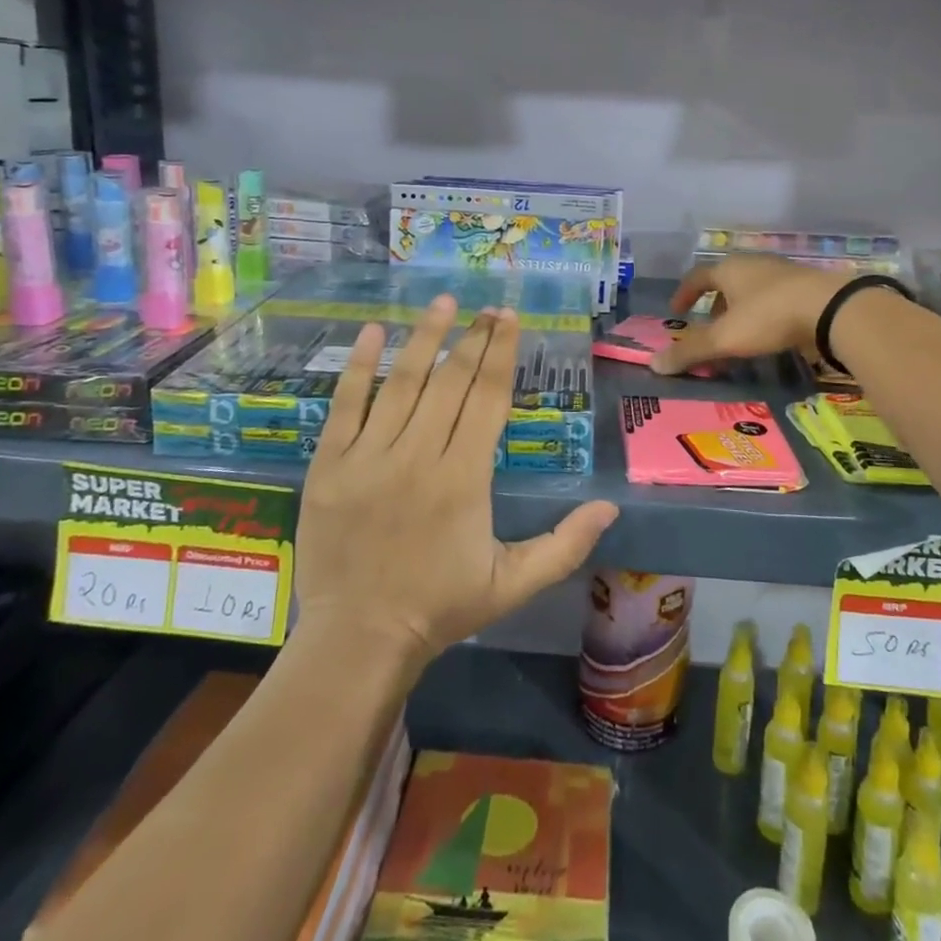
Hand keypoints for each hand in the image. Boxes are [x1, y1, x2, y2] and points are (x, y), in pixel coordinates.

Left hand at [294, 295, 618, 667]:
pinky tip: (373, 331)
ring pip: (402, 382)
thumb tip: (611, 507)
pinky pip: (345, 405)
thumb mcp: (513, 583)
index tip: (509, 319)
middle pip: (451, 381)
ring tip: (444, 302)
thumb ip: (565, 544)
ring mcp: (369, 457)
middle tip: (488, 307)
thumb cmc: (440, 607)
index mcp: (464, 478)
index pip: (487, 398)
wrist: (358, 639)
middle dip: (473, 338)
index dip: (501, 353)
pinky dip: (359, 366)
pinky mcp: (329, 464)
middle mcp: (418, 456)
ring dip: (425, 337)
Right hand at [651, 254, 853, 374]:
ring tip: (739, 336)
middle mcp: (754, 265)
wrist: (831, 308)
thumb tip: (654, 364)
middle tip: (709, 328)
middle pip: (726, 282)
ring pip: (752, 291)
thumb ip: (691, 351)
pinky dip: (765, 315)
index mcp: (729, 269)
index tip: (676, 311)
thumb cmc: (768, 316)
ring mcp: (783, 274)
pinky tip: (771, 335)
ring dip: (740, 311)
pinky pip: (775, 299)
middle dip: (714, 305)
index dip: (684, 294)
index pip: (698, 276)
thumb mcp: (725, 338)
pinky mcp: (806, 288)